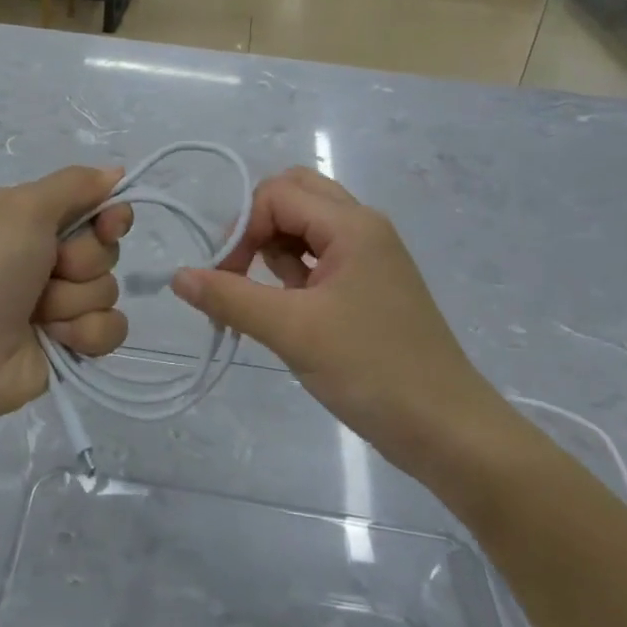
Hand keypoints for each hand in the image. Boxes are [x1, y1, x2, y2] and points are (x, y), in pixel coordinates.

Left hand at [0, 166, 132, 425]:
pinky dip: (85, 334)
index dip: (110, 214)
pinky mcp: (70, 344)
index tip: (109, 224)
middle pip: (105, 249)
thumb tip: (116, 171)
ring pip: (108, 290)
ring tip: (38, 313)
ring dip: (74, 301)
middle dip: (82, 261)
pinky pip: (110, 329)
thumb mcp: (22, 208)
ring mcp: (59, 303)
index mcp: (31, 220)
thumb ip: (74, 184)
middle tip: (49, 271)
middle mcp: (47, 257)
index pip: (94, 206)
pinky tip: (54, 339)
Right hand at [170, 167, 511, 481]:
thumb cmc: (372, 371)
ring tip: (268, 300)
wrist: (449, 432)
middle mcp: (363, 228)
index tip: (223, 277)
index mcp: (352, 225)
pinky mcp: (369, 285)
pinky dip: (294, 273)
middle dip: (257, 227)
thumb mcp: (292, 332)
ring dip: (274, 251)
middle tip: (239, 272)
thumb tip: (178, 276)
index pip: (277, 194)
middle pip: (294, 196)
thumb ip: (230, 297)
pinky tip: (290, 311)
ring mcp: (370, 256)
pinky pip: (319, 257)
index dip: (242, 228)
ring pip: (305, 226)